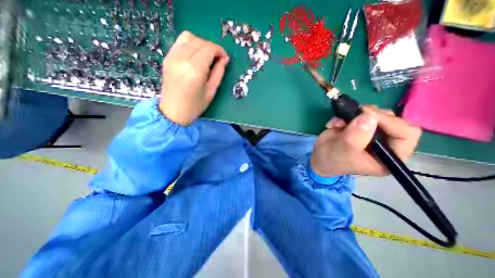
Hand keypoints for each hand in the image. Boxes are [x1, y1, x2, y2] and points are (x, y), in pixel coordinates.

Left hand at [158, 30, 229, 123]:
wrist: (173, 111)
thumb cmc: (195, 105)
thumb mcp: (211, 91)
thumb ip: (219, 73)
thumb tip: (225, 59)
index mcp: (195, 70)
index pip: (209, 48)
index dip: (220, 51)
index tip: (225, 58)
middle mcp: (182, 59)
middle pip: (200, 41)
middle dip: (212, 47)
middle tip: (217, 59)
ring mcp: (172, 57)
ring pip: (188, 37)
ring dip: (201, 44)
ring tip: (206, 56)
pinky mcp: (167, 57)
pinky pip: (180, 42)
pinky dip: (190, 45)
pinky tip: (195, 56)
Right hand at [309, 106, 420, 175]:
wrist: (319, 158)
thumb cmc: (332, 160)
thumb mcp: (342, 151)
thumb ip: (355, 136)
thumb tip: (369, 116)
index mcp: (389, 156)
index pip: (406, 134)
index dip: (390, 122)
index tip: (366, 115)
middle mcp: (385, 143)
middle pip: (391, 120)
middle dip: (369, 115)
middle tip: (352, 115)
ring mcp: (372, 133)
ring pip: (374, 114)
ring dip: (354, 115)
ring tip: (338, 123)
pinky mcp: (359, 126)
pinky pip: (358, 114)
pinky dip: (344, 116)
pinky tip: (334, 124)